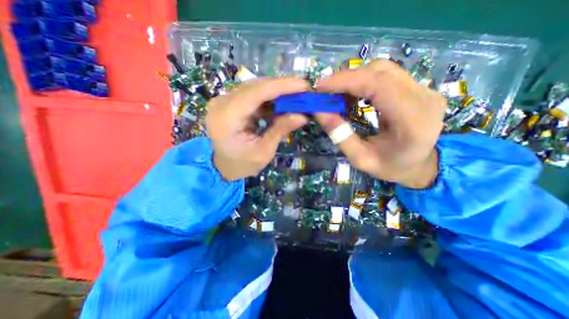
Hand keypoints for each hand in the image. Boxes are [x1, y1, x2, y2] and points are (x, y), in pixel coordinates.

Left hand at [206, 78, 308, 181]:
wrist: (224, 166)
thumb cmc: (242, 164)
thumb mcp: (264, 151)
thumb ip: (280, 130)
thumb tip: (303, 116)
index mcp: (226, 118)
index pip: (256, 92)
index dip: (281, 86)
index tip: (304, 85)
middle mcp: (221, 103)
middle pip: (255, 86)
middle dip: (282, 87)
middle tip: (304, 91)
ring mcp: (224, 101)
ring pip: (255, 87)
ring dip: (277, 92)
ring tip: (296, 97)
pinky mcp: (230, 102)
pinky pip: (253, 94)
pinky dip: (269, 98)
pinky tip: (282, 103)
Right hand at [313, 60, 446, 185]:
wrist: (419, 165)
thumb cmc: (390, 167)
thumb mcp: (360, 158)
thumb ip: (340, 136)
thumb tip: (319, 112)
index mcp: (412, 120)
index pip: (378, 85)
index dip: (346, 81)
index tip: (320, 86)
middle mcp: (423, 97)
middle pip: (380, 72)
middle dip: (346, 78)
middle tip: (324, 92)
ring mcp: (423, 89)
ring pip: (382, 70)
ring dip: (354, 78)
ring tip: (336, 94)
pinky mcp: (417, 88)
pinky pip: (386, 75)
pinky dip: (363, 81)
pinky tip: (352, 94)